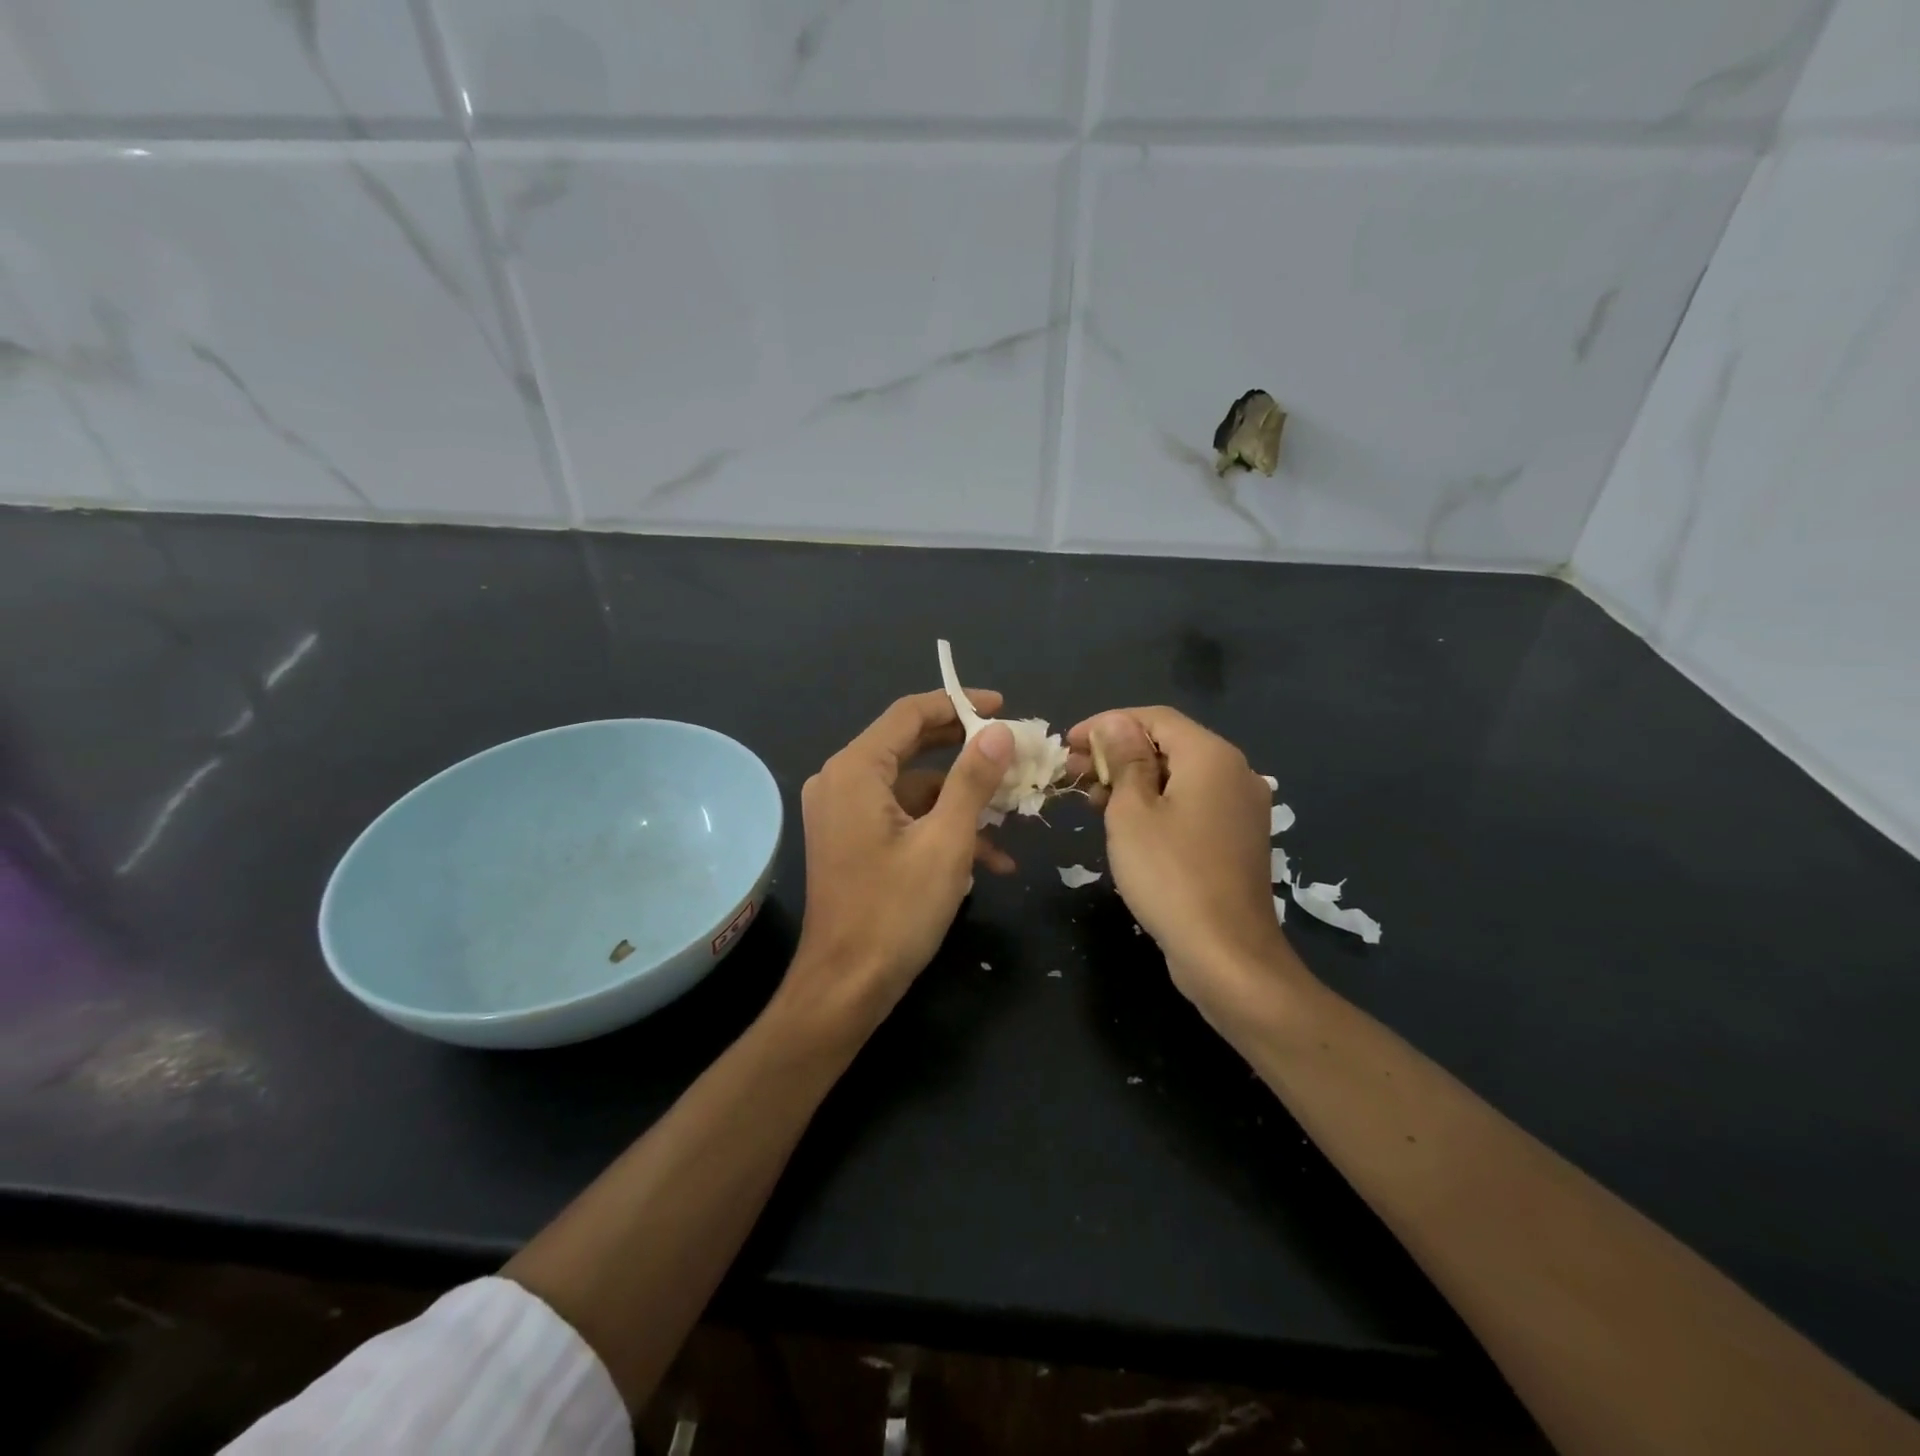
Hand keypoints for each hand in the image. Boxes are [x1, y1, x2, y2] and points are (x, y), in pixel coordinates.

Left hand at [781, 689, 1015, 1033]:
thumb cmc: (895, 912)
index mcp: (855, 770)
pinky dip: (941, 828)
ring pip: (914, 787)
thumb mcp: (946, 842)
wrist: (845, 987)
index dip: (958, 704)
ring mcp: (844, 812)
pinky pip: (903, 817)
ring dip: (963, 801)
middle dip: (966, 752)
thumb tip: (1000, 733)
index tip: (1002, 706)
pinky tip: (991, 860)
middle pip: (911, 746)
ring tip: (1014, 817)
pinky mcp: (853, 840)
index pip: (909, 714)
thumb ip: (973, 781)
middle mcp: (842, 781)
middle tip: (1013, 751)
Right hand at [1067, 707, 1296, 1012]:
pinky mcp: (1237, 838)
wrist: (1226, 954)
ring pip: (1179, 776)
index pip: (1155, 718)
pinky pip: (1192, 803)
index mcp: (1212, 756)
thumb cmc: (1169, 875)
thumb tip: (1115, 723)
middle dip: (1117, 753)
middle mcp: (1235, 772)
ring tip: (1090, 798)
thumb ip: (1124, 759)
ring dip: (1134, 780)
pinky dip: (1157, 803)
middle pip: (1169, 744)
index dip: (1107, 723)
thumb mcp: (1132, 812)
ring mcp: (1241, 808)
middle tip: (1072, 771)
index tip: (1068, 742)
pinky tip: (1125, 822)